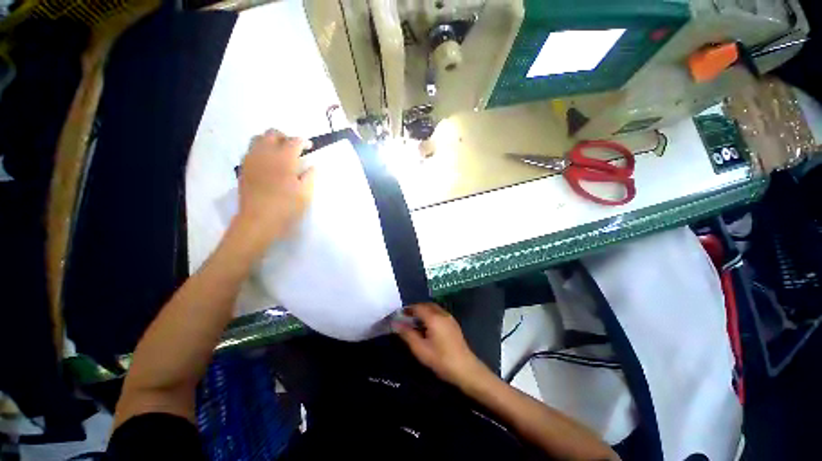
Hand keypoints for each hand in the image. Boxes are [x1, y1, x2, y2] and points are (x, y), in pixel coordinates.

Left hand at [234, 129, 313, 247]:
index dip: (303, 141)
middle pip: (273, 133)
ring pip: (258, 138)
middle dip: (285, 137)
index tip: (309, 146)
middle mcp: (265, 154)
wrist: (259, 220)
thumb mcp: (305, 193)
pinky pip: (251, 150)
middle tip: (294, 148)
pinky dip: (260, 150)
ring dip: (270, 141)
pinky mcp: (244, 168)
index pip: (294, 141)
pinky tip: (267, 163)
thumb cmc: (286, 206)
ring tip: (279, 152)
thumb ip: (310, 176)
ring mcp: (252, 160)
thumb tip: (313, 166)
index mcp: (284, 159)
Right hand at [393, 303, 489, 387]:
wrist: (466, 369)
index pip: (418, 307)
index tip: (399, 315)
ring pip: (434, 308)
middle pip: (426, 305)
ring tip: (415, 323)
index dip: (408, 309)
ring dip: (424, 311)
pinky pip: (439, 313)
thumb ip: (407, 334)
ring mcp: (449, 318)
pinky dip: (431, 315)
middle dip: (416, 309)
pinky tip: (428, 327)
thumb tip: (396, 323)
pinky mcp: (453, 323)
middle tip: (407, 318)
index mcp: (434, 318)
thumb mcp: (421, 349)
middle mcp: (442, 314)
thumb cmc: (441, 360)